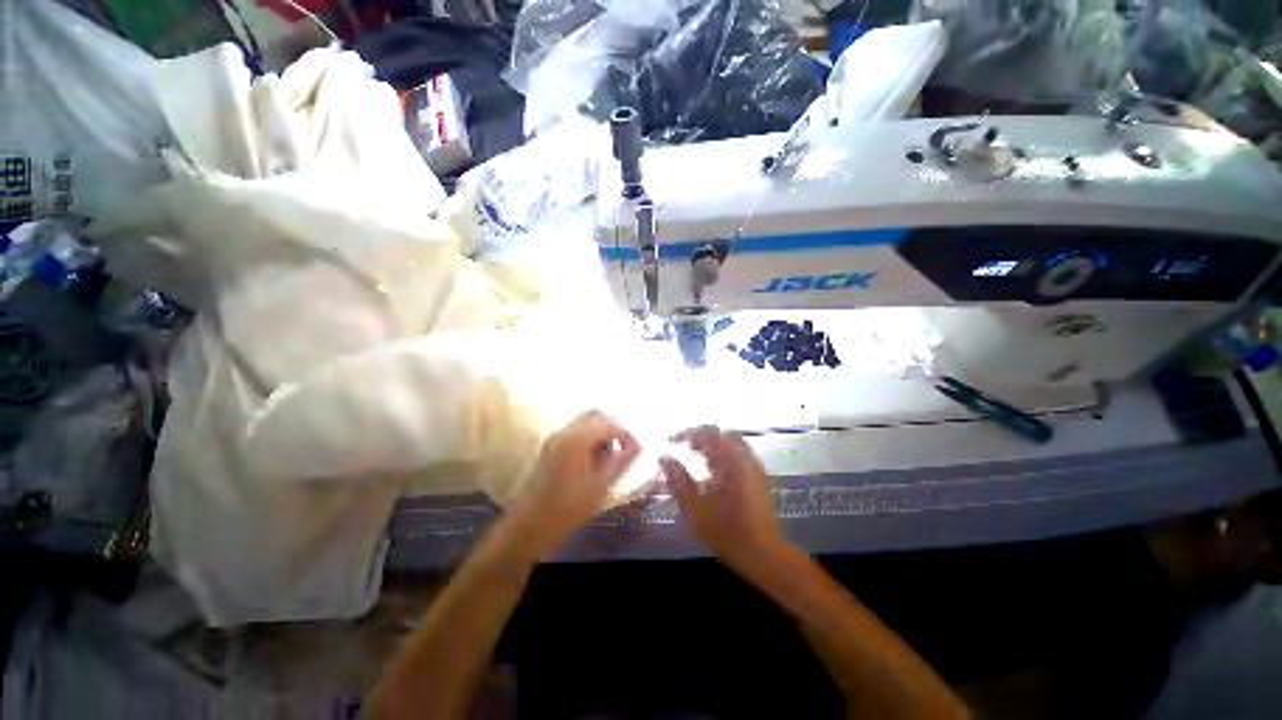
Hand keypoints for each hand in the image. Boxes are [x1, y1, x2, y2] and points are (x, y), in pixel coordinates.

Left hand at [509, 411, 640, 558]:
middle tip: (626, 446)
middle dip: (614, 427)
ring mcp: (556, 438)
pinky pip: (575, 431)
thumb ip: (621, 462)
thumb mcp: (601, 486)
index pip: (609, 424)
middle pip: (596, 416)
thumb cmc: (570, 508)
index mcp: (578, 438)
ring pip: (585, 422)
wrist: (532, 526)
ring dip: (602, 431)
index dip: (627, 434)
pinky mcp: (551, 447)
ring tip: (612, 453)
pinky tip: (596, 457)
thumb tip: (638, 447)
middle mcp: (566, 431)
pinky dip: (590, 437)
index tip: (638, 449)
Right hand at [661, 427, 784, 570]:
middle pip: (720, 434)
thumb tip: (665, 458)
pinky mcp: (758, 476)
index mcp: (730, 461)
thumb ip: (678, 480)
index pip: (707, 434)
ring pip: (730, 443)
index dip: (687, 434)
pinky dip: (723, 454)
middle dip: (700, 437)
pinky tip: (713, 470)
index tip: (673, 441)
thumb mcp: (695, 508)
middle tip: (684, 446)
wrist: (763, 553)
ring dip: (712, 445)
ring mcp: (753, 466)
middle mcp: (744, 458)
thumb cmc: (726, 532)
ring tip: (696, 455)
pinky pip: (738, 454)